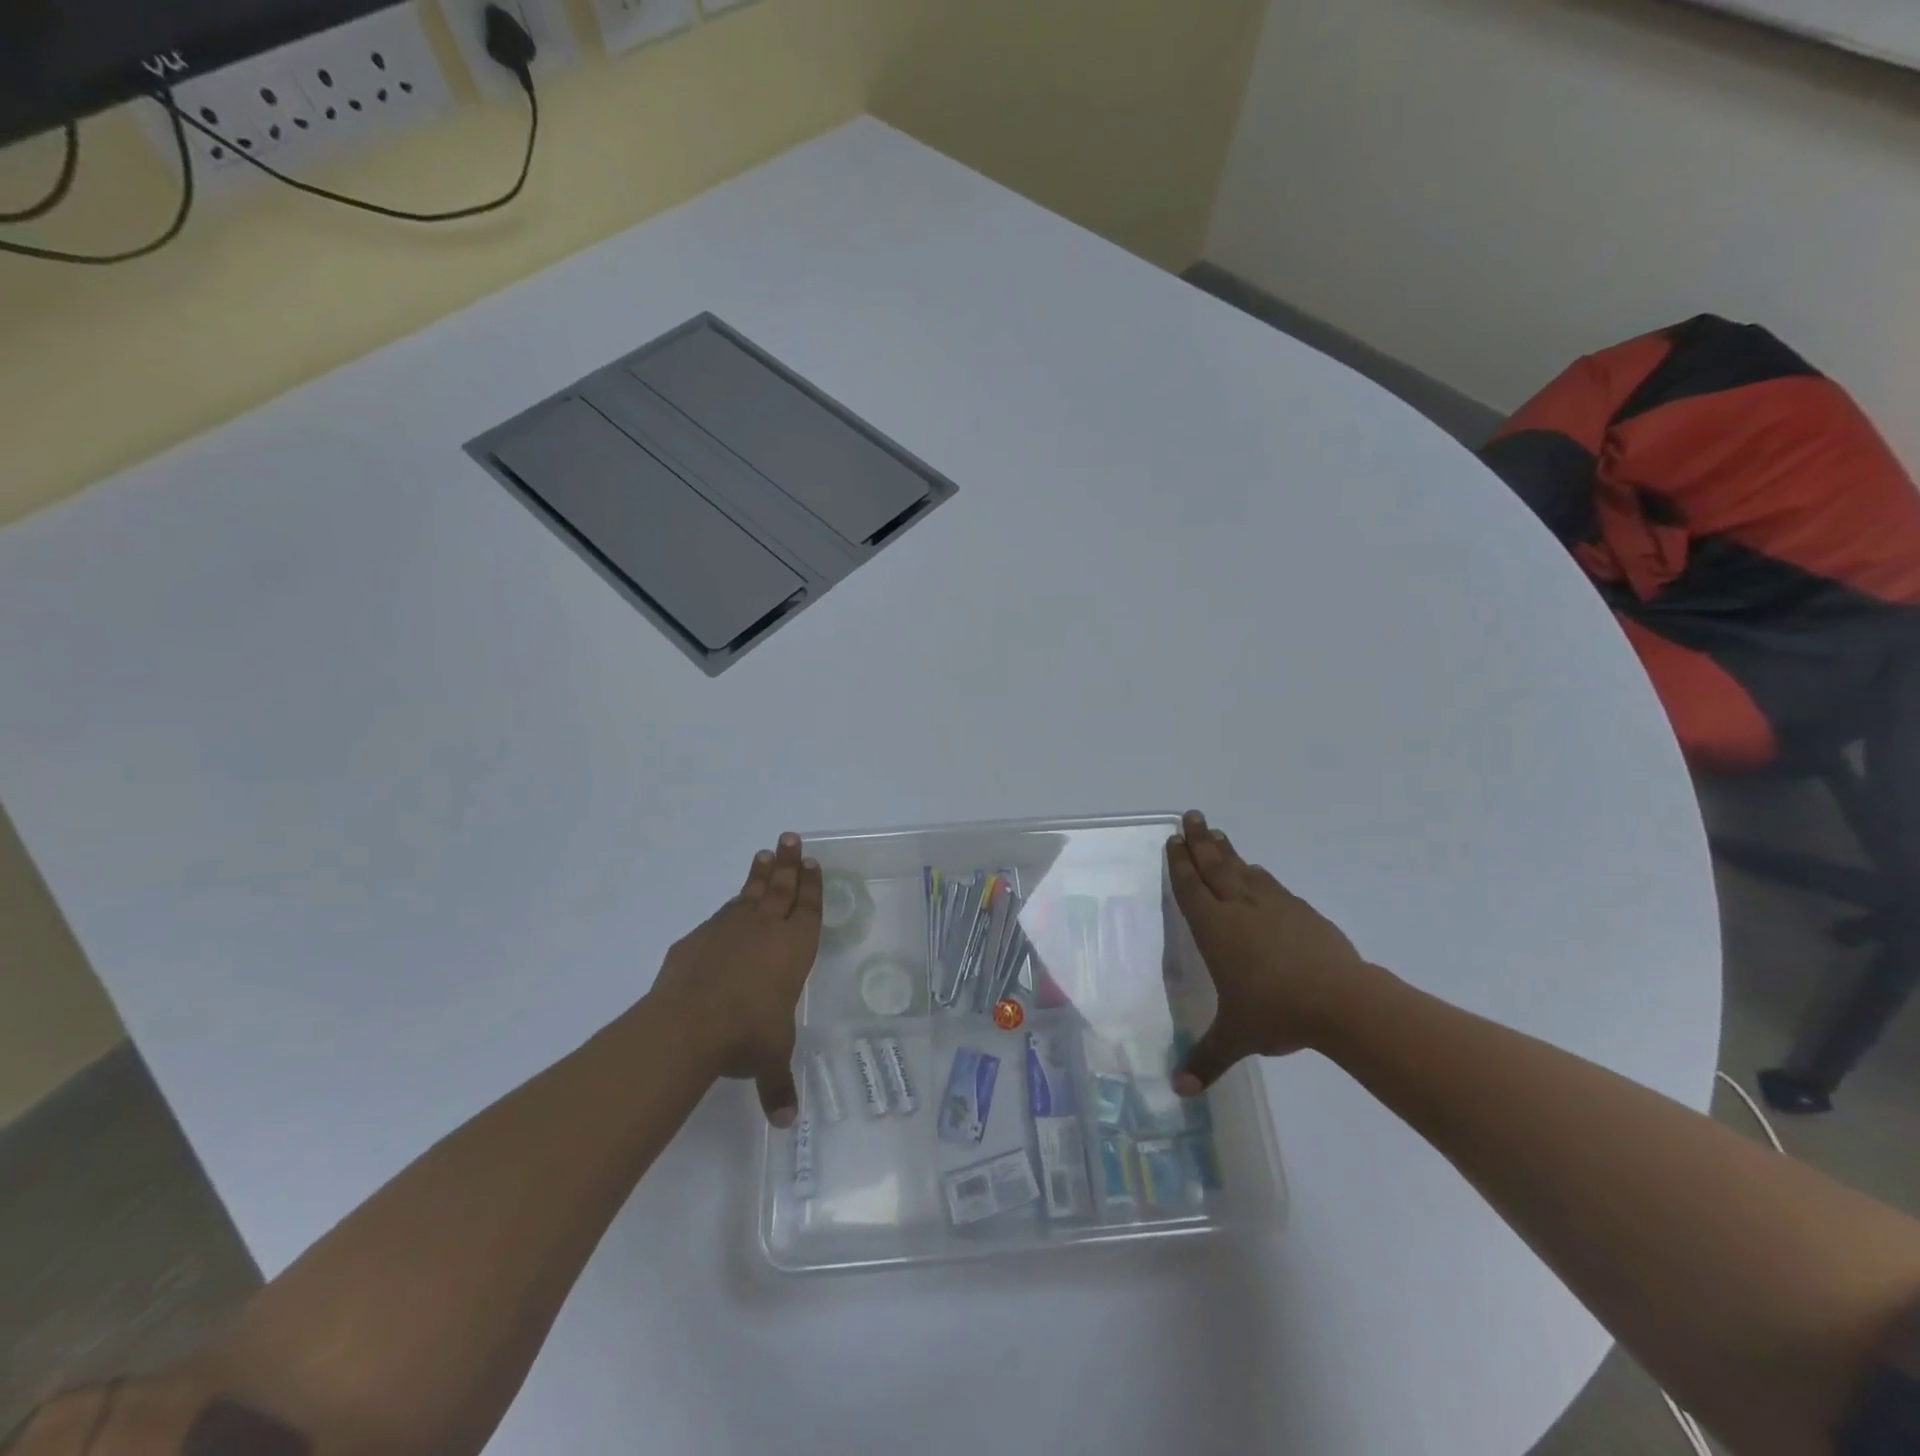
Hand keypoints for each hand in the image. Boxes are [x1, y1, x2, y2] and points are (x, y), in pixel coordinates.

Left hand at [650, 833, 822, 1126]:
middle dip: (789, 863)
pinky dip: (730, 905)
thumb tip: (787, 1123)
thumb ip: (779, 1085)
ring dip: (760, 873)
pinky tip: (729, 905)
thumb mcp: (770, 1059)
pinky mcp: (698, 937)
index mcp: (794, 949)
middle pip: (782, 887)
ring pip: (750, 892)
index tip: (812, 863)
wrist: (689, 1023)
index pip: (808, 908)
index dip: (812, 885)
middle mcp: (766, 930)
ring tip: (764, 854)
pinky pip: (721, 914)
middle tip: (790, 839)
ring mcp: (729, 928)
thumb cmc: (747, 1034)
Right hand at [1167, 810, 1371, 1094]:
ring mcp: (1274, 907)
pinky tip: (1259, 873)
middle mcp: (1240, 909)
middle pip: (1215, 865)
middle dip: (1200, 841)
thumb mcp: (1236, 1038)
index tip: (1173, 840)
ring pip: (1244, 870)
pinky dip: (1260, 875)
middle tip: (1191, 816)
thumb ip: (1206, 1060)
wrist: (1343, 1002)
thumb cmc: (1277, 1013)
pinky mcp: (1303, 913)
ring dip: (1228, 851)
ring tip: (1219, 834)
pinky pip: (1272, 885)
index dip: (1180, 864)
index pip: (1192, 888)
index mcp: (1216, 929)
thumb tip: (1179, 1092)